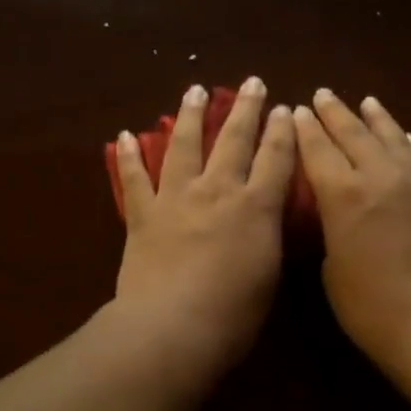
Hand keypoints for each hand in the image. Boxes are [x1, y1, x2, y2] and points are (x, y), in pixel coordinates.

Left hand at [112, 78, 296, 374]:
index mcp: (256, 207)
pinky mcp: (143, 215)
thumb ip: (268, 236)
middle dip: (246, 109)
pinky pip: (134, 179)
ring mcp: (176, 199)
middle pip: (234, 140)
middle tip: (251, 83)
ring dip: (191, 116)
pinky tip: (125, 135)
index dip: (282, 131)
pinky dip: (128, 157)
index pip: (276, 158)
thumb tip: (265, 217)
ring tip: (195, 90)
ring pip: (185, 145)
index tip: (285, 108)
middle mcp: (217, 191)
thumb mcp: (269, 273)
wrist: (172, 328)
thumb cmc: (233, 313)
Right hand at [293, 89, 410, 366]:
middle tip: (321, 95)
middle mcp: (379, 178)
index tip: (294, 111)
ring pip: (391, 138)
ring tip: (364, 101)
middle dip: (334, 114)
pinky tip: (402, 134)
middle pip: (353, 135)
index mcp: (343, 196)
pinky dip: (405, 142)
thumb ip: (330, 230)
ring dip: (374, 118)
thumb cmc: (370, 308)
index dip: (304, 130)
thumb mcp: (332, 269)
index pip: (318, 151)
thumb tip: (334, 212)